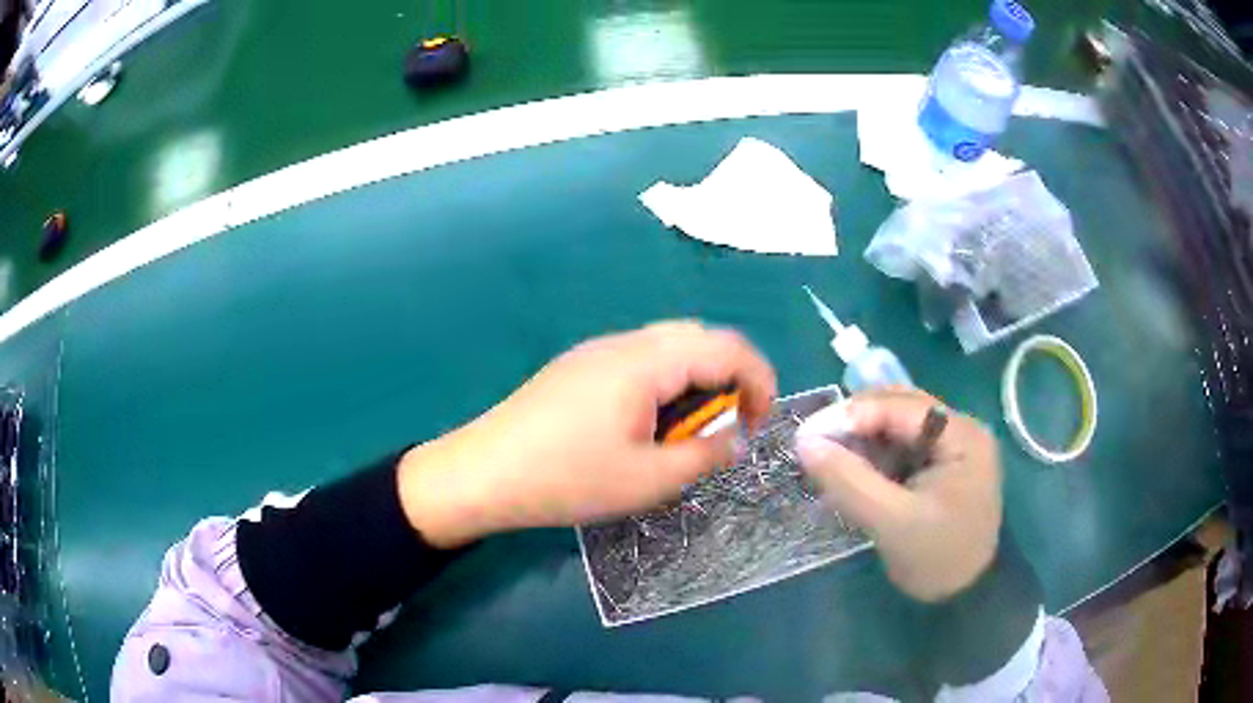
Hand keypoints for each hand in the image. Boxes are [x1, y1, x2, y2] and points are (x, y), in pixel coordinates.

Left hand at [398, 321, 776, 547]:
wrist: (483, 473)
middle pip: (698, 337)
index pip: (727, 347)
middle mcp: (625, 342)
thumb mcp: (649, 479)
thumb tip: (736, 438)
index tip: (761, 422)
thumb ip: (705, 454)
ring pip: (668, 347)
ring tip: (689, 429)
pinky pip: (639, 360)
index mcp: (647, 361)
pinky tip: (648, 423)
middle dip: (729, 376)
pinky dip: (664, 382)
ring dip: (695, 379)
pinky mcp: (578, 367)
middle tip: (729, 424)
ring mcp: (597, 350)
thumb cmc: (568, 478)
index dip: (759, 380)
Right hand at [795, 389, 1001, 601]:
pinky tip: (853, 472)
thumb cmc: (936, 559)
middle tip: (814, 445)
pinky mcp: (940, 465)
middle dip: (855, 424)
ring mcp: (951, 446)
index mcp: (962, 435)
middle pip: (899, 408)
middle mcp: (960, 429)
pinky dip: (873, 456)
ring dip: (862, 440)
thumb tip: (804, 441)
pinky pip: (900, 447)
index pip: (900, 407)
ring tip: (829, 460)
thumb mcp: (891, 523)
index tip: (806, 434)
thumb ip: (849, 481)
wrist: (965, 596)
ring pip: (897, 426)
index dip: (851, 415)